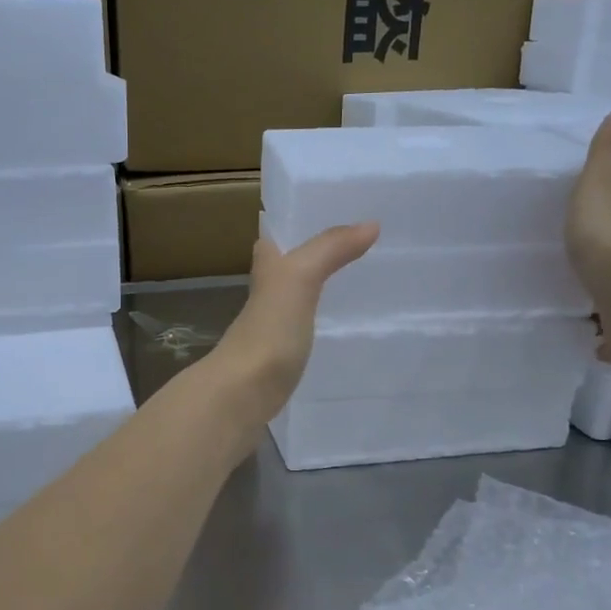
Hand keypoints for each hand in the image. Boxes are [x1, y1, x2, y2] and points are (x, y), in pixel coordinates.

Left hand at [206, 222, 380, 423]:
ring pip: (296, 301)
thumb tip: (370, 225)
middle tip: (360, 249)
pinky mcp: (280, 362)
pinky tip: (343, 332)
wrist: (240, 396)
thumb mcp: (298, 279)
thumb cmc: (267, 332)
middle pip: (288, 267)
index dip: (299, 223)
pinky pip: (304, 335)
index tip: (334, 213)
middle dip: (316, 257)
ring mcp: (271, 330)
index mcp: (265, 270)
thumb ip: (329, 250)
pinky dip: (321, 328)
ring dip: (320, 292)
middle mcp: (264, 296)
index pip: (277, 235)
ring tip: (361, 286)